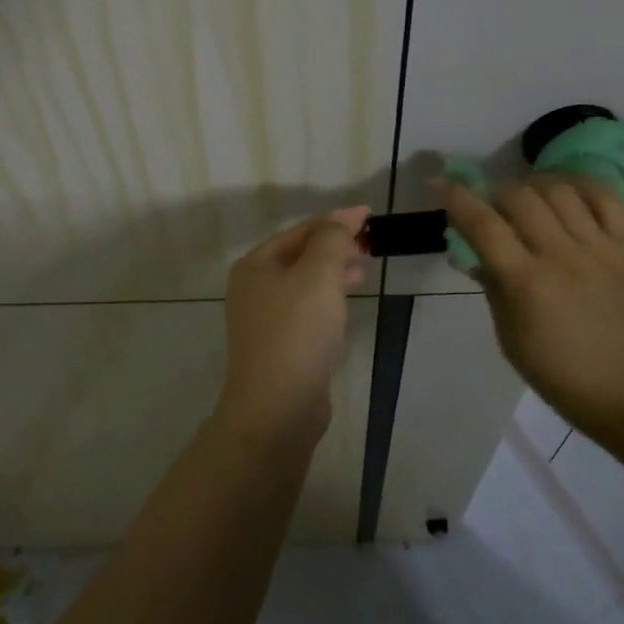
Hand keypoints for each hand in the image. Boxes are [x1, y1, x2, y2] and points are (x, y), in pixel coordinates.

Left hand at [219, 206, 370, 443]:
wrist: (277, 408)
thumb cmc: (297, 333)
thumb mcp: (318, 276)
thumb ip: (331, 241)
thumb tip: (340, 223)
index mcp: (256, 265)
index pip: (300, 231)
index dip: (335, 221)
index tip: (368, 215)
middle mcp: (254, 288)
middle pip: (300, 255)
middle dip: (335, 246)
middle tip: (369, 243)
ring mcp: (264, 320)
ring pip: (305, 284)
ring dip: (334, 272)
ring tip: (364, 269)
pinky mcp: (280, 346)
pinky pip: (307, 310)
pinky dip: (328, 299)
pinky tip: (346, 302)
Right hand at [435, 176, 623, 438]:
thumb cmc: (555, 370)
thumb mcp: (507, 333)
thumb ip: (491, 283)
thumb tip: (472, 249)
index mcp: (526, 282)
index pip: (482, 224)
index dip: (455, 197)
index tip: (438, 184)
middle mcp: (561, 256)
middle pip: (519, 197)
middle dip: (494, 192)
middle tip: (490, 205)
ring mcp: (598, 248)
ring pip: (560, 190)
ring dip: (534, 186)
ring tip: (527, 198)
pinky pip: (606, 198)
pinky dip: (582, 186)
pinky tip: (566, 192)